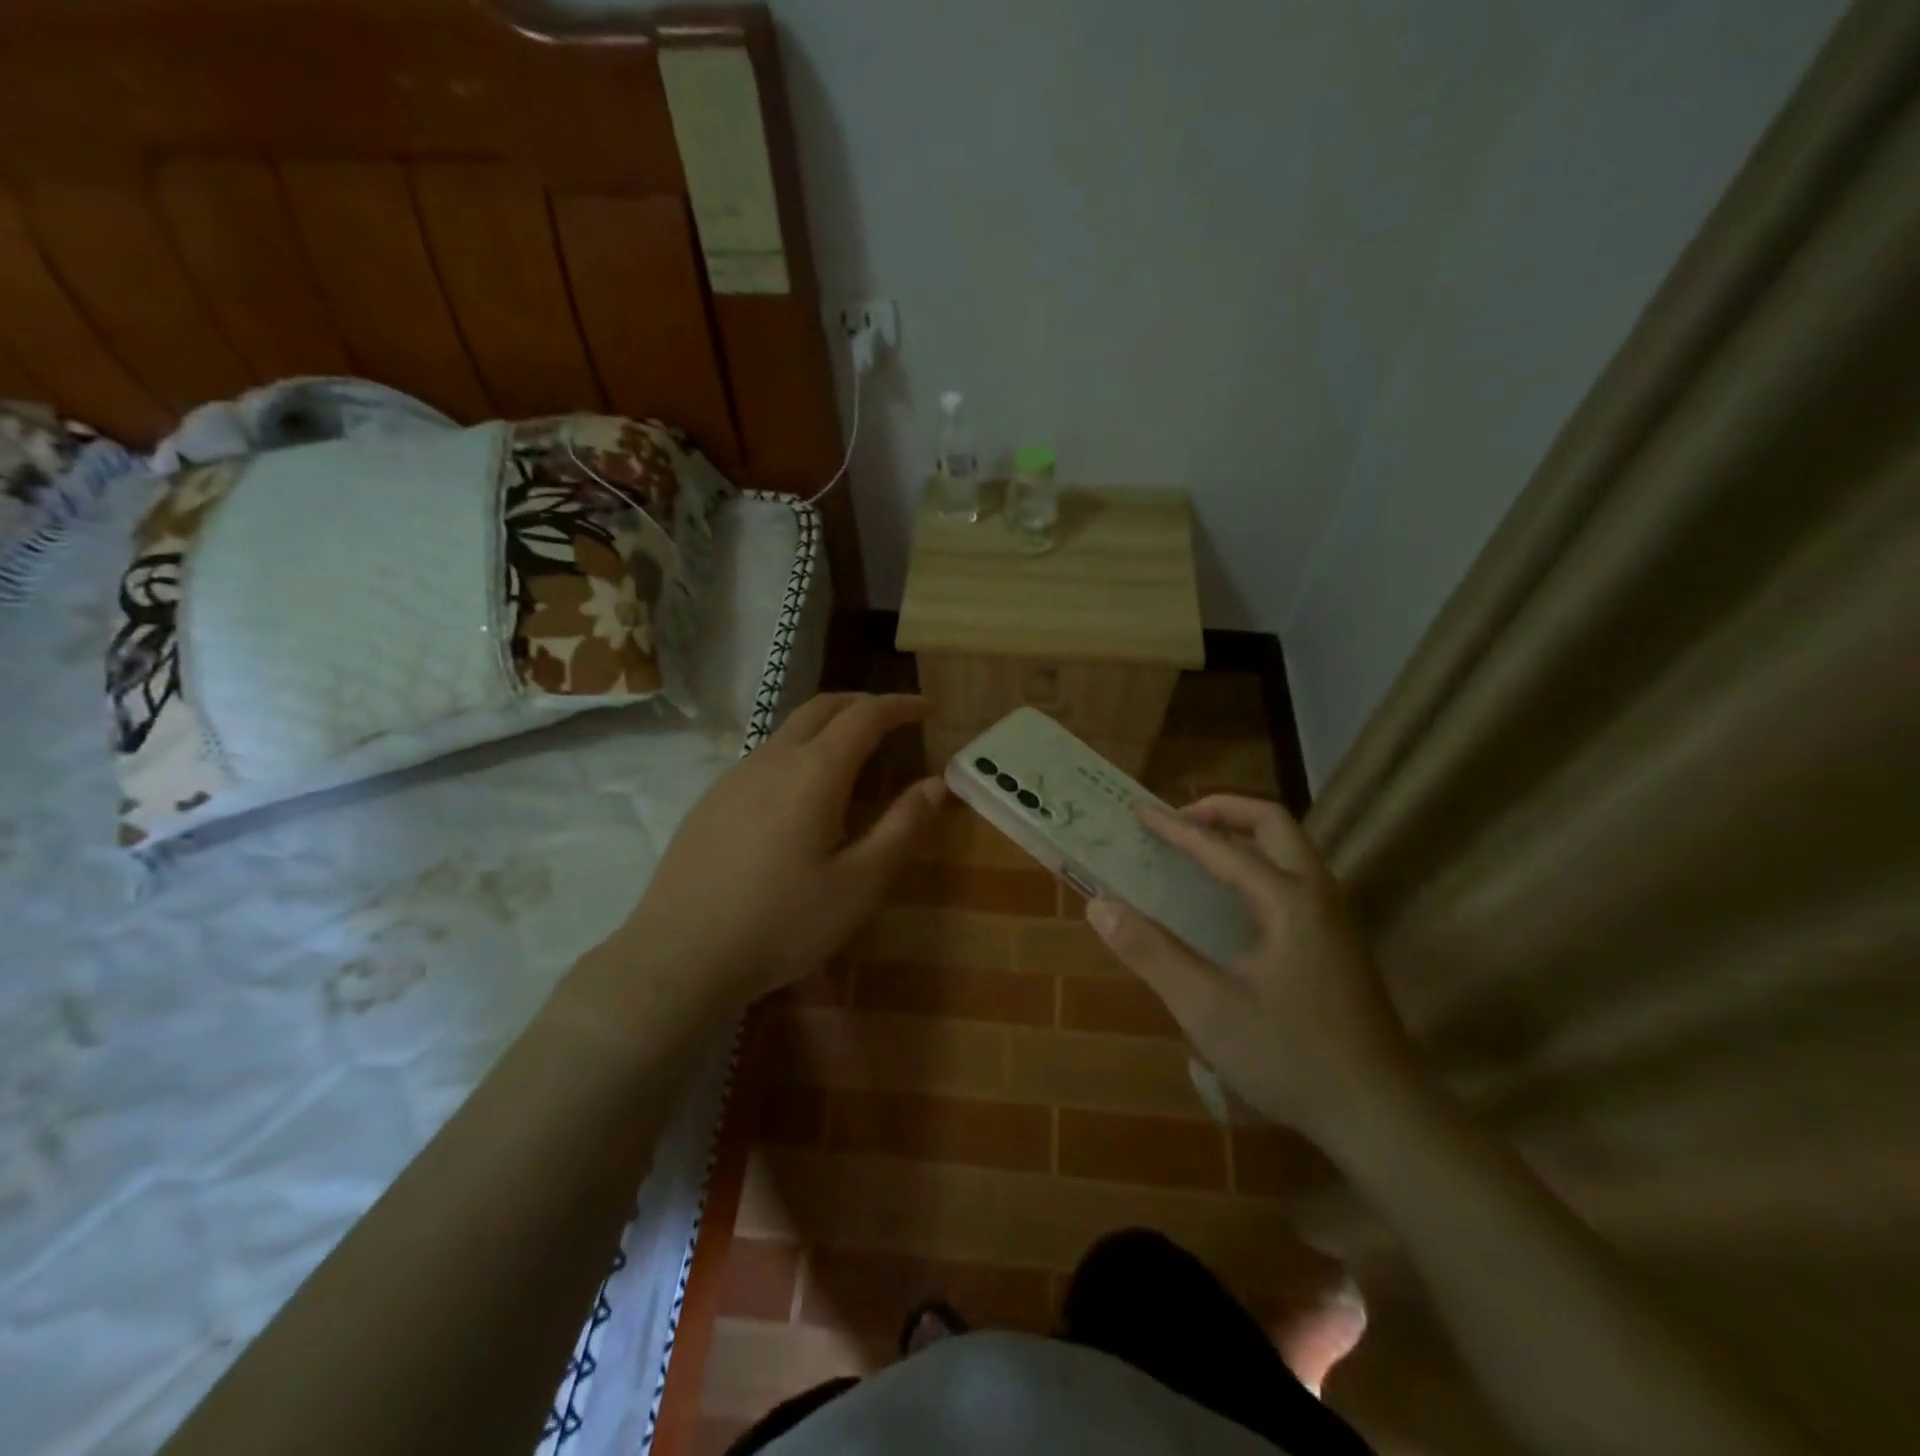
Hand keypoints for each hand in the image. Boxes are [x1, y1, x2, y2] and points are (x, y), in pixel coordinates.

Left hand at [563, 694, 944, 1032]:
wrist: (680, 954)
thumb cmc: (782, 922)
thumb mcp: (860, 884)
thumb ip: (902, 827)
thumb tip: (935, 783)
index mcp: (815, 771)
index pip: (865, 716)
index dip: (899, 706)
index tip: (927, 708)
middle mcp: (773, 758)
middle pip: (823, 707)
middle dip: (863, 704)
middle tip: (894, 721)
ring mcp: (735, 775)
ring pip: (789, 729)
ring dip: (828, 726)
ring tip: (853, 756)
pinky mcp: (711, 799)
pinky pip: (765, 755)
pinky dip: (799, 750)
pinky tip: (800, 794)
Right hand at [1086, 795, 1418, 1146]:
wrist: (1382, 1116)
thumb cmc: (1290, 1057)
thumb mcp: (1207, 1008)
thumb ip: (1151, 953)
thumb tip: (1099, 906)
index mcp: (1289, 901)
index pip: (1223, 847)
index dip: (1176, 828)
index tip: (1139, 811)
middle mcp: (1319, 895)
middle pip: (1274, 824)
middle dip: (1223, 810)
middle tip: (1179, 820)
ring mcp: (1336, 919)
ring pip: (1292, 849)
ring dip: (1245, 834)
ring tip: (1201, 847)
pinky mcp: (1340, 943)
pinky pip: (1297, 877)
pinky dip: (1260, 863)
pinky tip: (1235, 899)